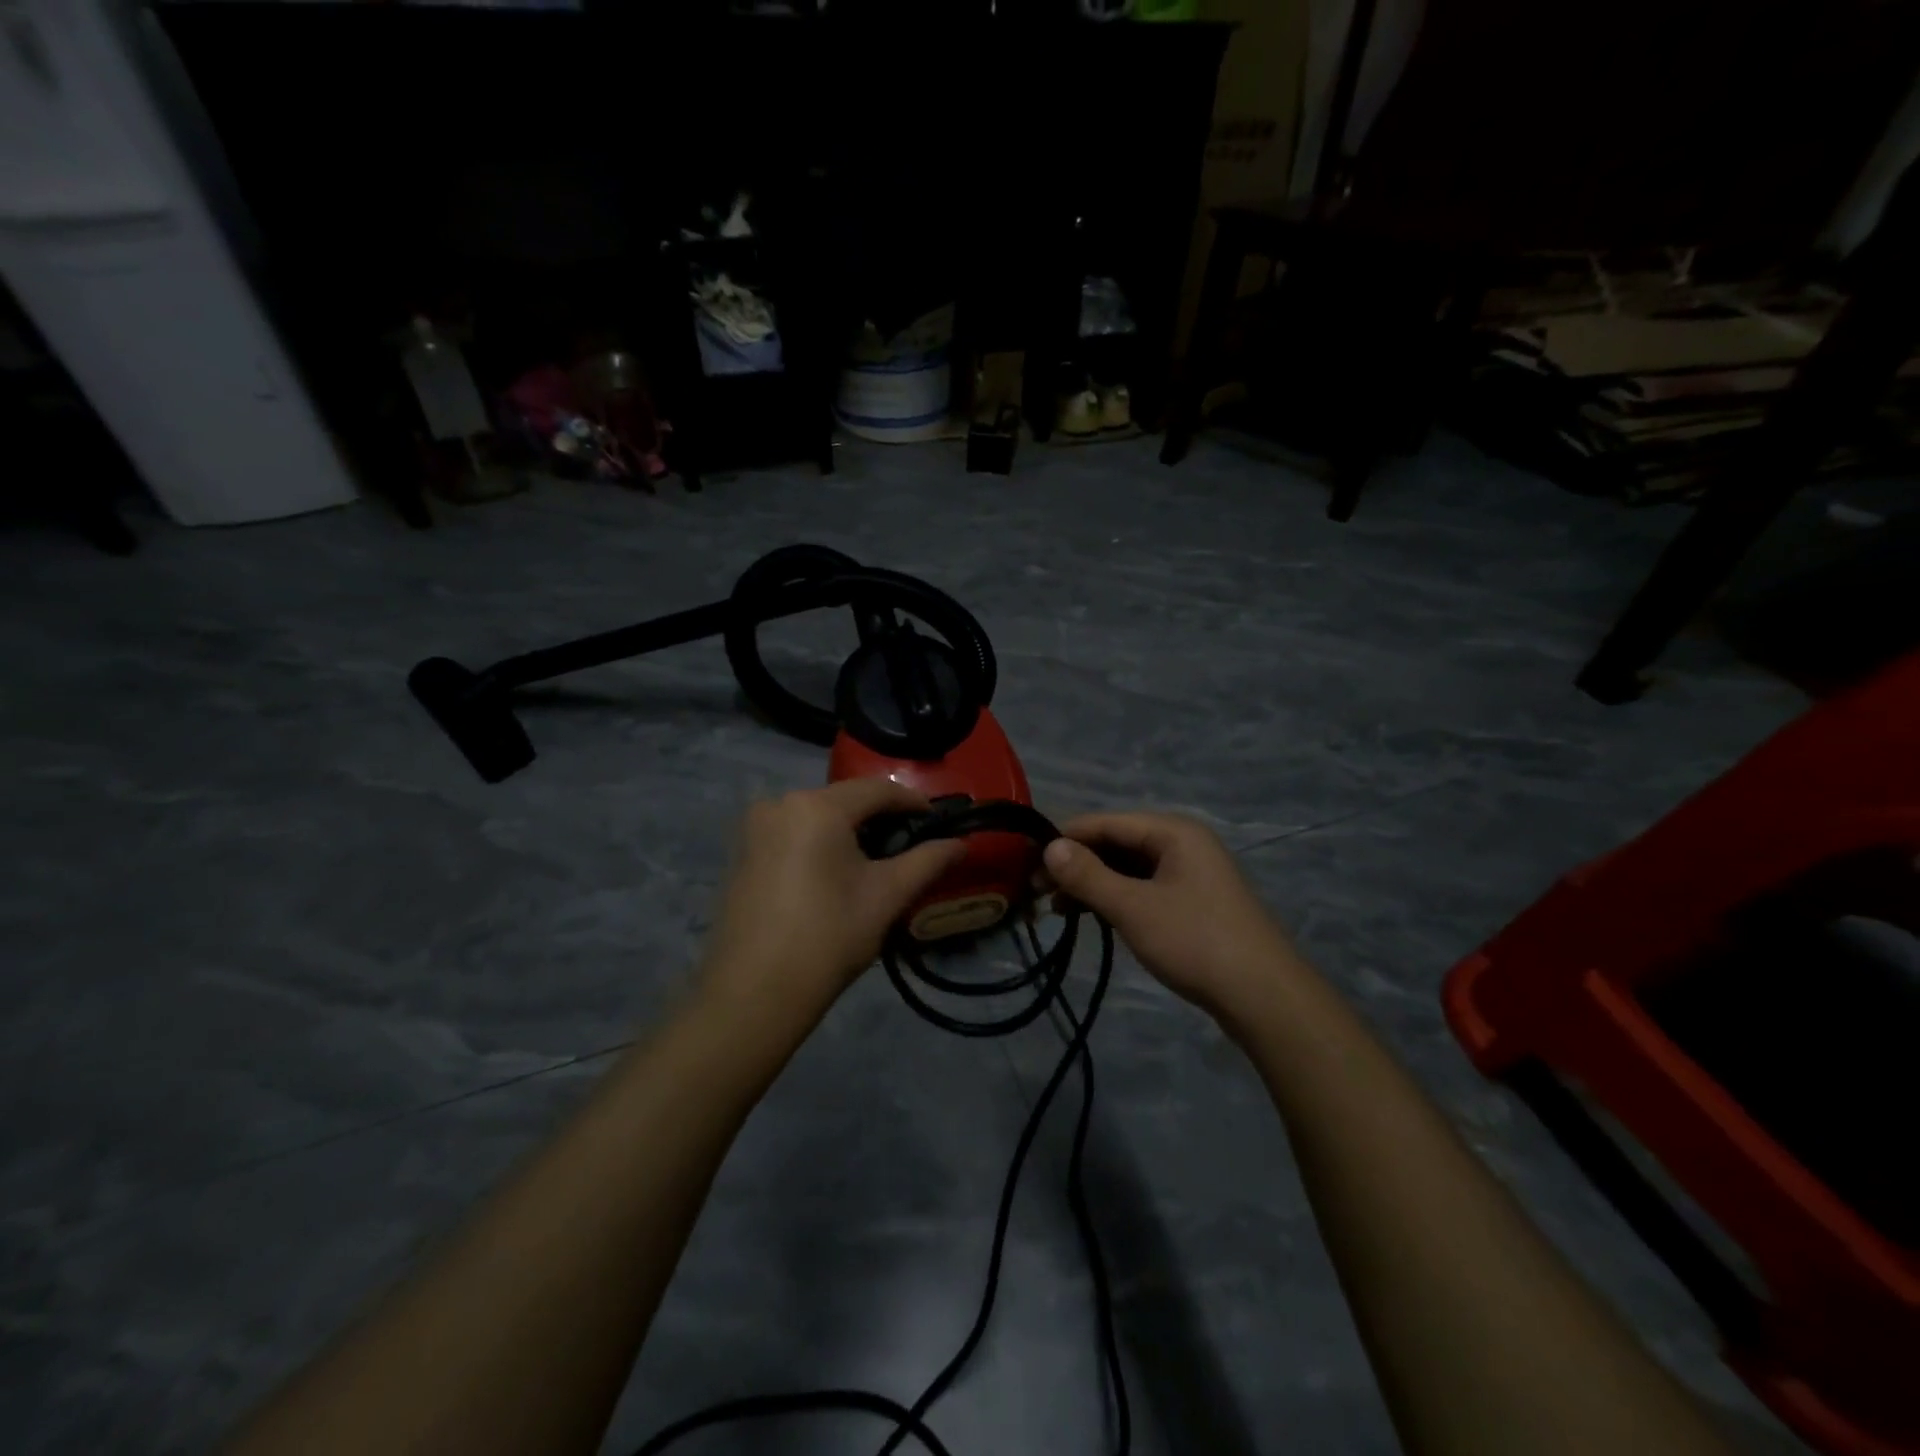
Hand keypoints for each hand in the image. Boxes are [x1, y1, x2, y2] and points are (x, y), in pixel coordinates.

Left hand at [699, 779, 966, 1027]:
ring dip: (849, 831)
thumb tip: (961, 844)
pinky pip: (793, 833)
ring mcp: (755, 827)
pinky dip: (819, 843)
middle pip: (844, 800)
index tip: (938, 822)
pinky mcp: (742, 851)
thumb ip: (928, 861)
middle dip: (880, 818)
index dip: (912, 802)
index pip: (877, 790)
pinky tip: (833, 874)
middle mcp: (781, 803)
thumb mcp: (887, 896)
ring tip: (876, 862)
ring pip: (817, 816)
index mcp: (817, 806)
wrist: (754, 993)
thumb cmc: (828, 937)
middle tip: (910, 845)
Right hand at [1042, 813, 1302, 1030]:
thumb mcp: (1133, 908)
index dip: (1064, 839)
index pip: (1105, 822)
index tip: (1026, 862)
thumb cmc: (1195, 942)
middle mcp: (1182, 844)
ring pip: (1128, 869)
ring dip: (1093, 885)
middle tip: (1036, 892)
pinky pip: (1144, 889)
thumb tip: (1049, 847)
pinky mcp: (1194, 904)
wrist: (1265, 998)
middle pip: (1116, 844)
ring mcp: (1191, 875)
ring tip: (1057, 909)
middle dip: (1076, 865)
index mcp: (1173, 832)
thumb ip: (1088, 876)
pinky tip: (1093, 917)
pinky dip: (1116, 899)